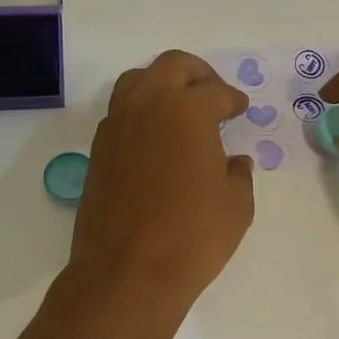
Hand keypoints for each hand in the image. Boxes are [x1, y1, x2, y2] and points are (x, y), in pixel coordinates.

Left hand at [65, 51, 255, 332]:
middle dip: (198, 74)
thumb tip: (234, 162)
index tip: (240, 108)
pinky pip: (120, 112)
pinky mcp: (98, 150)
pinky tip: (156, 139)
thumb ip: (238, 174)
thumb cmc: (192, 236)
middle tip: (213, 95)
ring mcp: (117, 125)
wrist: (127, 272)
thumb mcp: (236, 206)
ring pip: (137, 81)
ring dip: (162, 85)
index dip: (233, 99)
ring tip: (180, 110)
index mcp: (187, 110)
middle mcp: (148, 105)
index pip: (215, 91)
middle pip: (172, 66)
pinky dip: (140, 112)